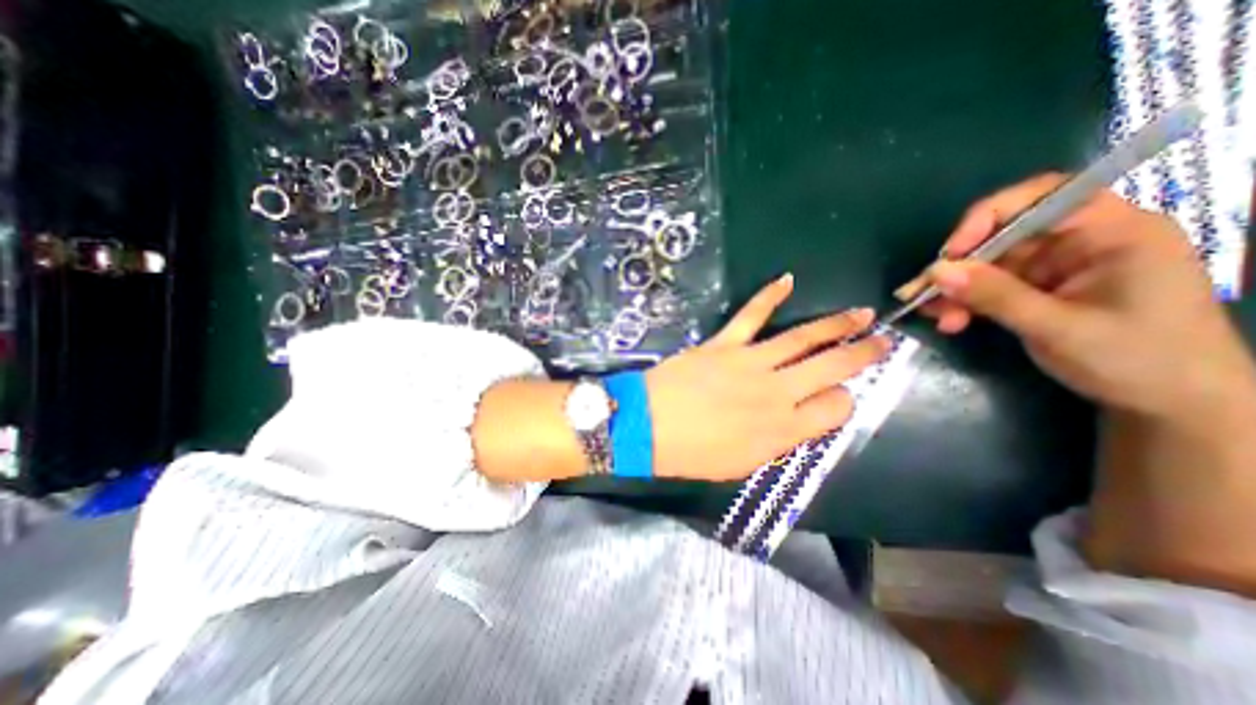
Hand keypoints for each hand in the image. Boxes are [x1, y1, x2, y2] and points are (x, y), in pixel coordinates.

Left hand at [648, 274, 890, 482]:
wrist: (647, 427)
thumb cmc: (692, 455)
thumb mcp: (742, 464)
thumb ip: (778, 442)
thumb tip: (801, 421)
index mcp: (783, 429)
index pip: (836, 408)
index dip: (844, 400)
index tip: (841, 395)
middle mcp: (776, 392)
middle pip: (831, 367)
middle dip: (862, 353)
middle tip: (883, 340)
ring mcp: (750, 362)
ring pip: (802, 339)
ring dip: (835, 324)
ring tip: (860, 313)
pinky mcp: (724, 344)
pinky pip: (751, 315)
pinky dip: (769, 296)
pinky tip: (787, 280)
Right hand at [898, 170, 1255, 422]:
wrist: (1168, 401)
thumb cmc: (1136, 359)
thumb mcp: (1058, 327)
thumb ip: (995, 296)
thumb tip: (936, 272)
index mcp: (1113, 232)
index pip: (1044, 197)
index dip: (989, 217)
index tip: (951, 253)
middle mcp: (1081, 241)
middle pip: (1002, 236)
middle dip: (959, 266)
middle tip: (922, 292)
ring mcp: (1056, 267)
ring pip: (988, 265)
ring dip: (955, 290)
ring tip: (933, 315)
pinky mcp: (1037, 290)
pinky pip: (988, 287)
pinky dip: (964, 302)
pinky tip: (949, 321)